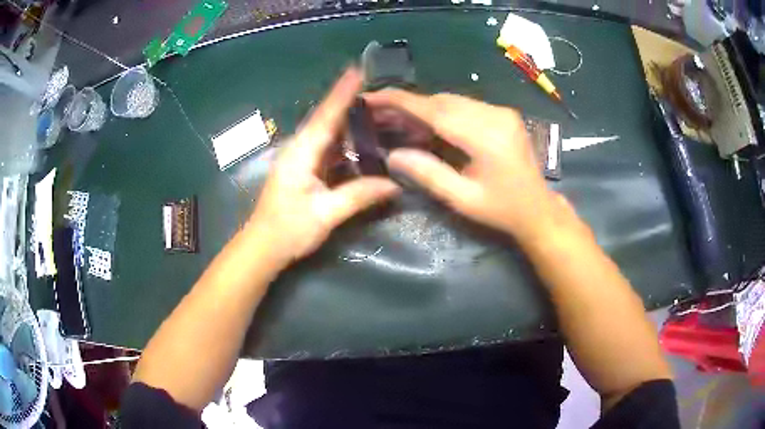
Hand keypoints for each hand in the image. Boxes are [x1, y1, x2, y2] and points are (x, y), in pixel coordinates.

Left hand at [249, 69, 400, 263]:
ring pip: (327, 132)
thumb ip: (359, 196)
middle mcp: (299, 148)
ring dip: (348, 121)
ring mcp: (299, 158)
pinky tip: (361, 140)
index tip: (358, 70)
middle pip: (326, 119)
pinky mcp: (302, 168)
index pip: (326, 116)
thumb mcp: (326, 214)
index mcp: (301, 153)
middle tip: (378, 89)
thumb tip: (394, 185)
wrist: (263, 247)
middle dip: (349, 101)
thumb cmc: (289, 230)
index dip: (342, 93)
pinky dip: (344, 141)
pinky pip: (327, 147)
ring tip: (376, 110)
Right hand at [365, 90, 558, 243]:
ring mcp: (501, 112)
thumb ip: (428, 174)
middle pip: (442, 101)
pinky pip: (465, 105)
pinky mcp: (503, 114)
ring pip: (452, 100)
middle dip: (408, 104)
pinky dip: (441, 111)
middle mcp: (495, 115)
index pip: (435, 111)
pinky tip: (427, 123)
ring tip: (397, 119)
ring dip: (424, 107)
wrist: (538, 209)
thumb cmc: (501, 210)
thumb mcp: (462, 200)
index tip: (372, 97)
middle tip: (379, 113)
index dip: (400, 102)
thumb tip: (393, 155)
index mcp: (486, 137)